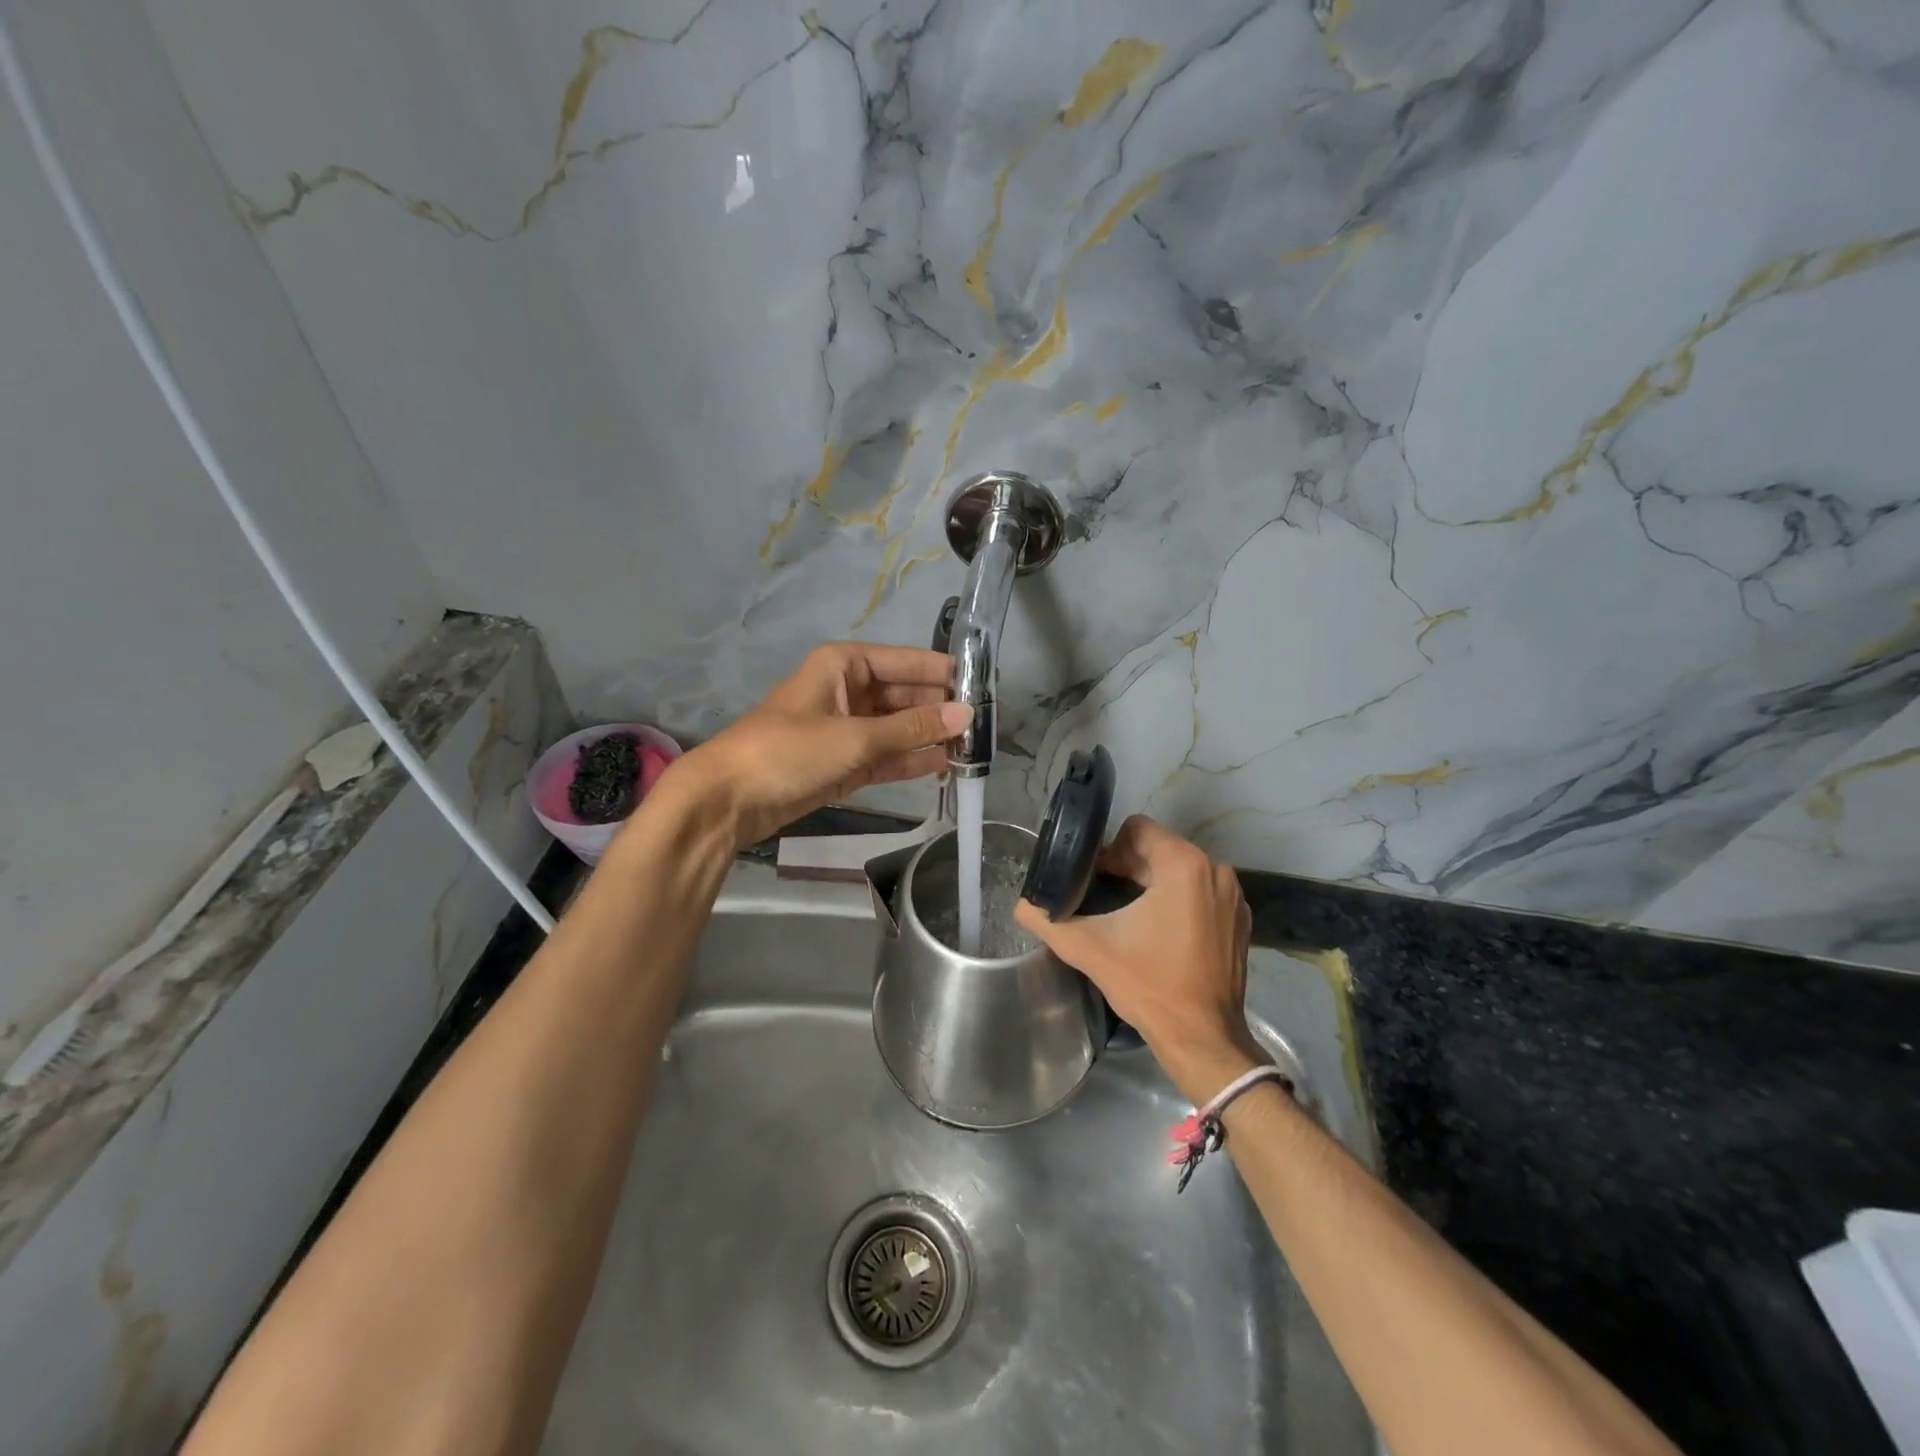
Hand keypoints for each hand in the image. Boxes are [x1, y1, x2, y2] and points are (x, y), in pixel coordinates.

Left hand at [660, 643, 970, 849]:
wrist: (729, 799)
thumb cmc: (789, 751)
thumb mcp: (856, 737)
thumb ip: (913, 728)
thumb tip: (967, 715)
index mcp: (845, 665)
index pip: (907, 662)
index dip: (944, 674)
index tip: (985, 688)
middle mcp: (848, 690)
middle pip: (905, 695)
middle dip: (940, 710)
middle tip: (984, 727)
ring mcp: (846, 728)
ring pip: (898, 728)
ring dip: (930, 737)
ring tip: (973, 749)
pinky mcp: (844, 762)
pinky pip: (887, 755)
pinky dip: (911, 760)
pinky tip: (945, 766)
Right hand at [1015, 815, 1260, 1104]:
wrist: (1201, 1038)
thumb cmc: (1149, 985)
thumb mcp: (1089, 949)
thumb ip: (1048, 921)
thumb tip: (1022, 905)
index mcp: (1183, 865)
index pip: (1137, 829)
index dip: (1109, 850)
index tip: (1094, 880)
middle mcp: (1215, 870)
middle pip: (1158, 848)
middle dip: (1128, 866)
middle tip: (1103, 899)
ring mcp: (1232, 896)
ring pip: (1180, 870)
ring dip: (1151, 883)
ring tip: (1127, 914)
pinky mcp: (1239, 919)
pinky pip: (1201, 891)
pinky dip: (1178, 901)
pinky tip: (1158, 931)